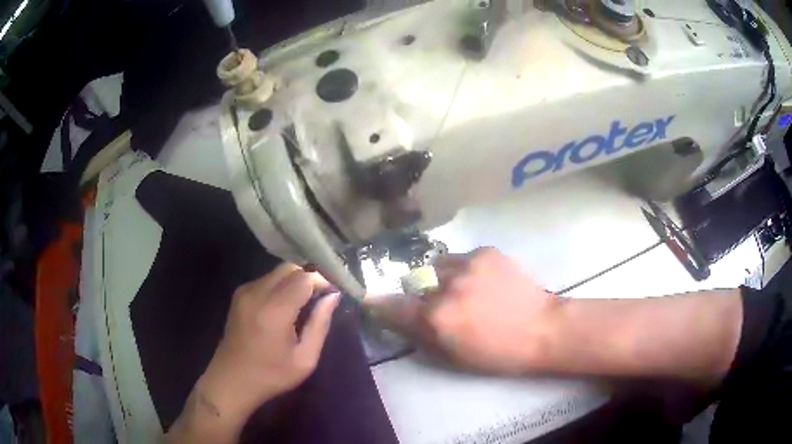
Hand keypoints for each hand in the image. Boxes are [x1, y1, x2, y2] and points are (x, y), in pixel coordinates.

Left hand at [200, 264, 339, 418]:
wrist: (232, 380)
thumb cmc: (271, 375)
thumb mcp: (305, 358)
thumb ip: (320, 324)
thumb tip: (333, 297)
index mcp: (275, 310)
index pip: (304, 278)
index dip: (322, 281)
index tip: (333, 295)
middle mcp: (257, 293)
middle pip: (290, 268)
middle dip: (309, 278)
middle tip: (320, 298)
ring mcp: (245, 291)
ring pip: (277, 271)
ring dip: (294, 281)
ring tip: (304, 303)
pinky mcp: (239, 295)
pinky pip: (266, 279)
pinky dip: (280, 285)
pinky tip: (284, 306)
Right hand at [368, 247, 560, 373]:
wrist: (543, 329)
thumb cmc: (498, 353)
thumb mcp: (453, 356)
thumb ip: (421, 335)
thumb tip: (397, 318)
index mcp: (437, 318)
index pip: (391, 305)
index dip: (379, 303)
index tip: (371, 299)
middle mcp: (446, 286)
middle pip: (414, 283)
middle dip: (419, 294)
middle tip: (438, 304)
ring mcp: (467, 264)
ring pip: (437, 266)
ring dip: (441, 278)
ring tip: (462, 288)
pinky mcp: (486, 252)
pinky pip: (461, 257)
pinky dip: (464, 269)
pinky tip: (483, 281)